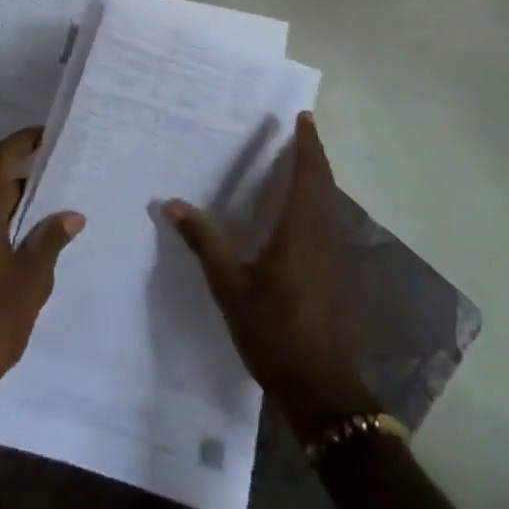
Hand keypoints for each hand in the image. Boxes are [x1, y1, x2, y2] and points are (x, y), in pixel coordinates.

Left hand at [0, 127, 84, 407]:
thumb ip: (50, 240)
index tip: (49, 134)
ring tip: (57, 201)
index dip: (23, 141)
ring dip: (19, 198)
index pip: (0, 159)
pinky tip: (34, 235)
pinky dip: (8, 219)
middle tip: (64, 169)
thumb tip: (71, 216)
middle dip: (27, 171)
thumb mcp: (32, 278)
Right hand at [167, 112, 375, 436]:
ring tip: (297, 164)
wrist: (322, 390)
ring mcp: (334, 258)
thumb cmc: (275, 332)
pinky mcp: (336, 276)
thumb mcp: (230, 287)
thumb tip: (172, 204)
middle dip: (313, 156)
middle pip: (324, 185)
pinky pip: (328, 224)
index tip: (303, 118)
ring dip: (318, 179)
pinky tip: (298, 215)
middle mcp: (322, 236)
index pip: (308, 175)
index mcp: (300, 232)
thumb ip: (204, 242)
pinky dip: (317, 204)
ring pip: (330, 205)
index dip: (307, 145)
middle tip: (298, 132)